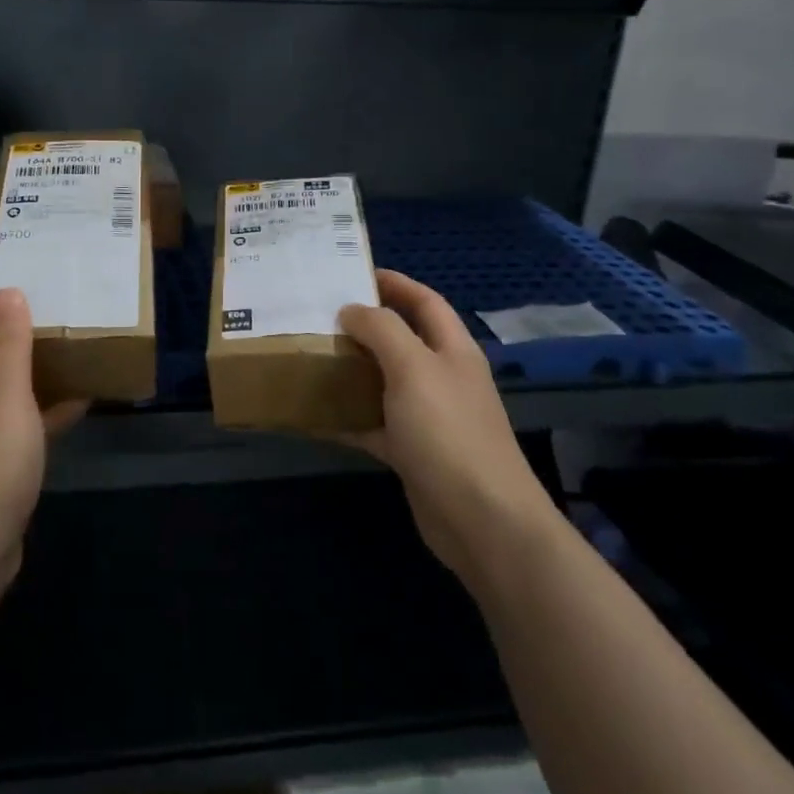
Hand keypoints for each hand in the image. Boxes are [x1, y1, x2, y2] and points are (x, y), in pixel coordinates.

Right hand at [339, 270, 558, 584]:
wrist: (481, 520)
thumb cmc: (448, 431)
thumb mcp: (413, 368)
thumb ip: (382, 331)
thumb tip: (351, 310)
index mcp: (452, 349)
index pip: (424, 301)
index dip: (394, 283)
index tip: (352, 273)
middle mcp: (442, 377)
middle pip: (402, 339)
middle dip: (365, 325)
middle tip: (320, 315)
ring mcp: (428, 417)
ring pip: (384, 381)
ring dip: (352, 369)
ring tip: (311, 355)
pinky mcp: (411, 452)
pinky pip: (373, 424)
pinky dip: (347, 417)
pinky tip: (314, 413)